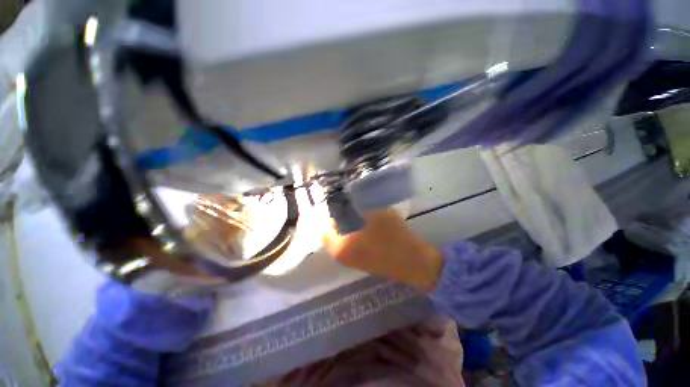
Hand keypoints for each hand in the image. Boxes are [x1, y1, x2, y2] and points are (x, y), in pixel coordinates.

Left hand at [322, 208, 444, 290]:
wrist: (415, 263)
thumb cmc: (392, 237)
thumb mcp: (374, 215)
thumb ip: (356, 206)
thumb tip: (345, 199)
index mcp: (339, 247)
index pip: (323, 226)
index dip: (329, 210)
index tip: (337, 198)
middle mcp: (341, 256)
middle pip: (332, 231)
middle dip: (338, 215)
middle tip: (347, 202)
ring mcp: (352, 260)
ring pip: (342, 236)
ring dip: (347, 222)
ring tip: (356, 209)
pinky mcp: (363, 260)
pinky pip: (351, 241)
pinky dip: (354, 230)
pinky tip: (365, 221)